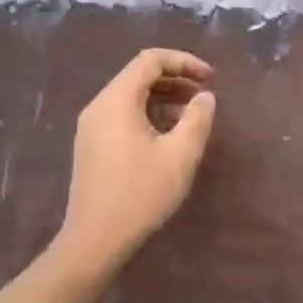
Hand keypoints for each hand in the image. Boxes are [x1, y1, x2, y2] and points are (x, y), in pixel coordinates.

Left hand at [58, 48, 216, 269]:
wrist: (93, 242)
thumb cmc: (139, 195)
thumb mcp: (180, 156)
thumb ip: (197, 118)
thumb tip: (205, 97)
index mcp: (117, 100)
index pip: (151, 60)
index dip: (184, 62)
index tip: (211, 78)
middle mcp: (99, 106)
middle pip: (139, 74)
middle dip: (175, 78)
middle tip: (204, 94)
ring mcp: (91, 126)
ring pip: (131, 95)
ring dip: (163, 97)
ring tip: (191, 114)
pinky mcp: (92, 145)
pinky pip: (122, 114)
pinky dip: (148, 113)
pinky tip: (168, 135)